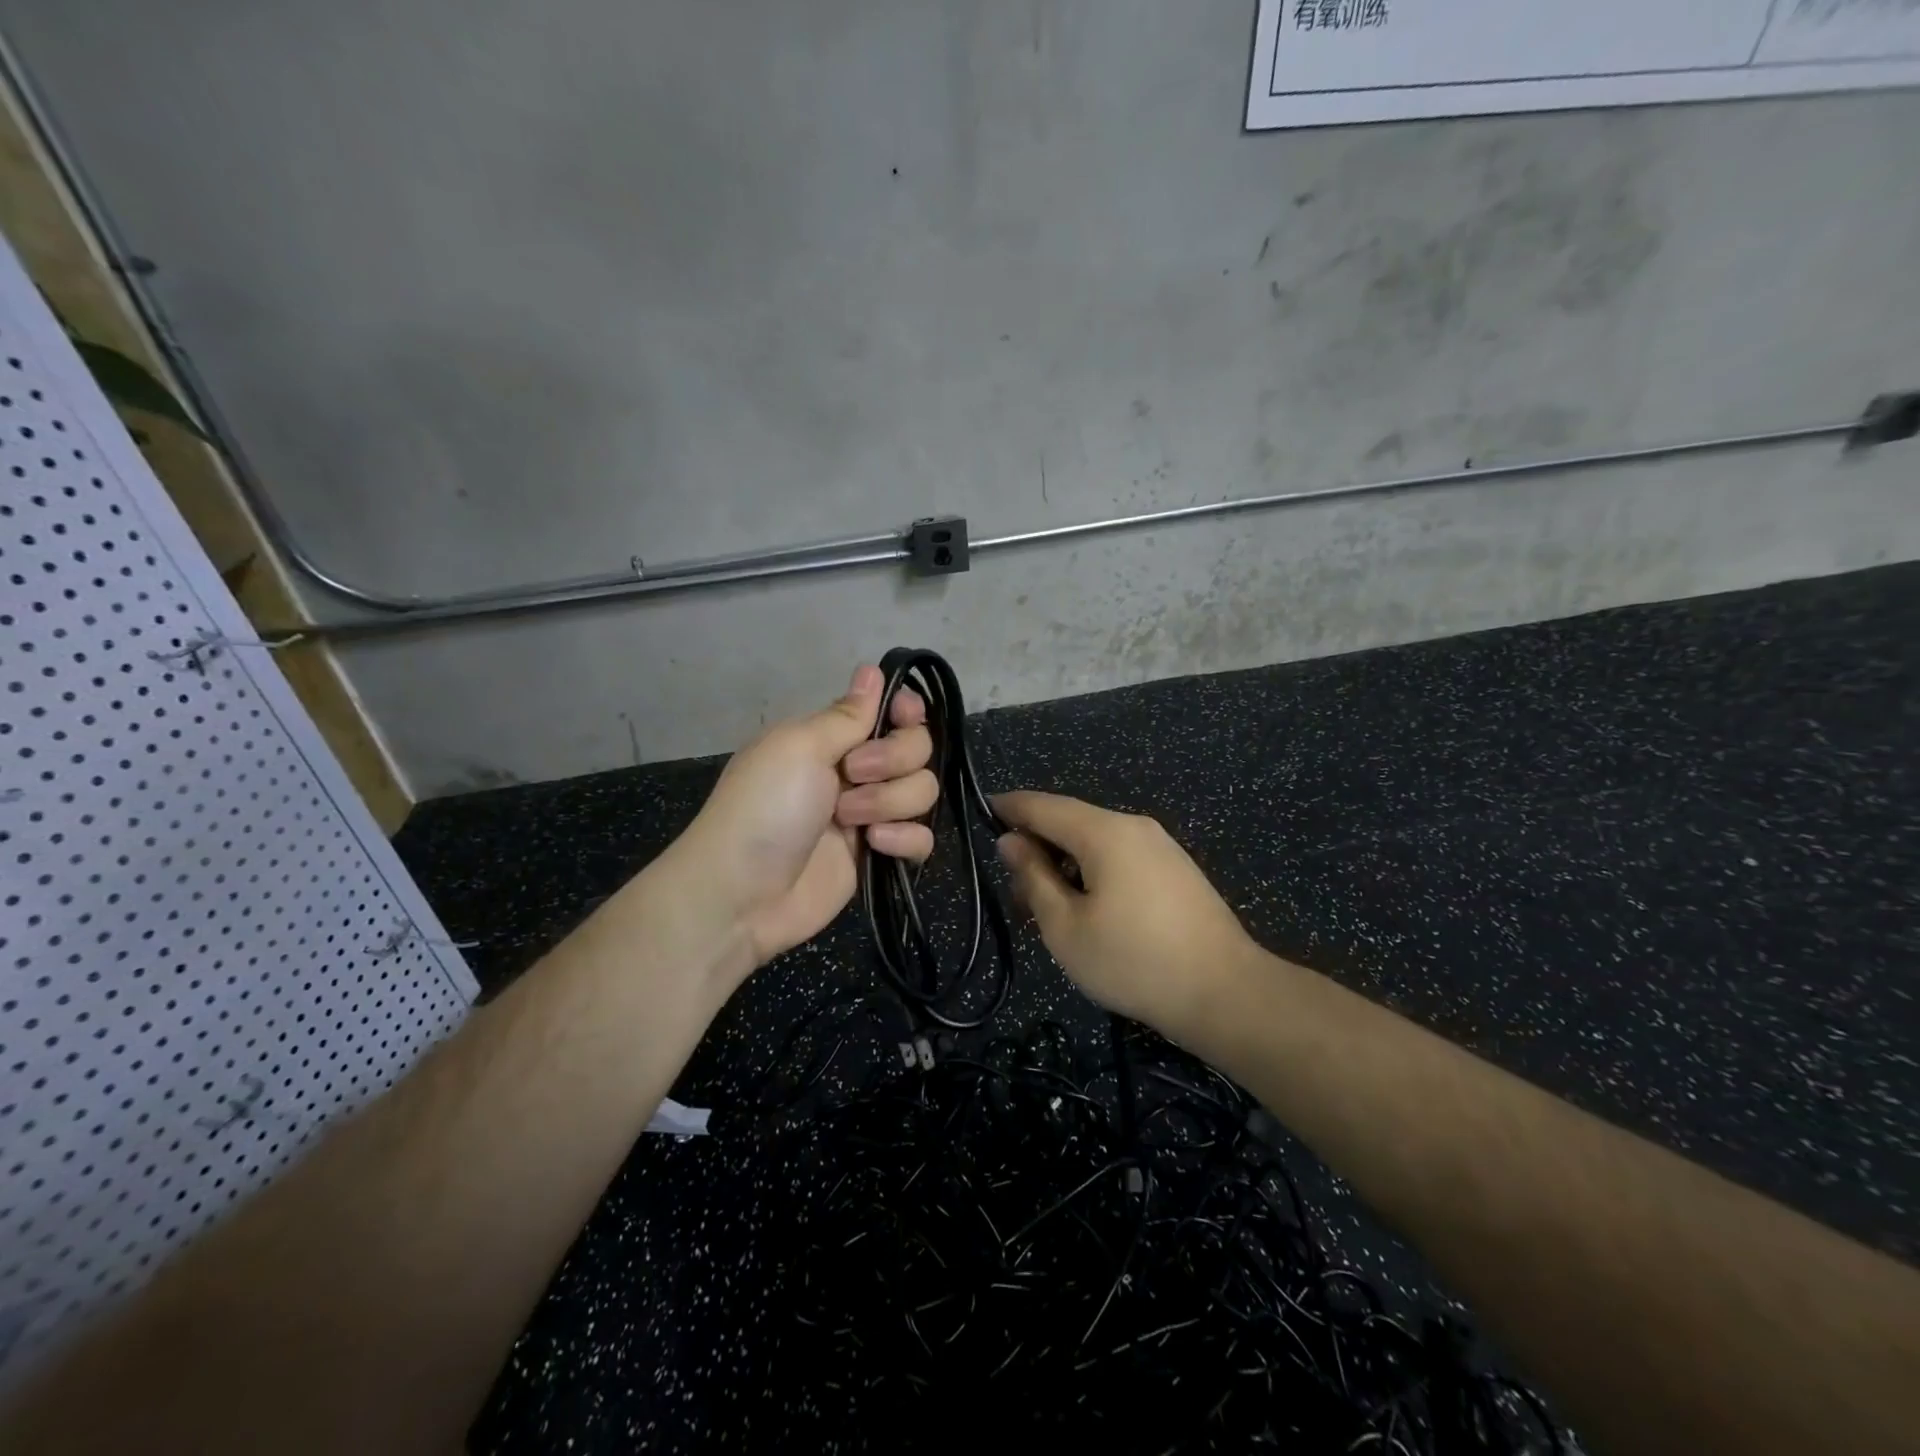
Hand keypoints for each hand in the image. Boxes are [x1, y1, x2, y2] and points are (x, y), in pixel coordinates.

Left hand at [671, 665, 938, 972]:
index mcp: (832, 738)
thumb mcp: (799, 747)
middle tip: (853, 774)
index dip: (906, 711)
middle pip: (917, 748)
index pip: (891, 711)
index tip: (902, 716)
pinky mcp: (880, 855)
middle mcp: (857, 770)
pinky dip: (905, 839)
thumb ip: (847, 714)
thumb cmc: (765, 807)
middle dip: (893, 759)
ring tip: (850, 821)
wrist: (743, 894)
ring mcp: (870, 814)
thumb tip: (872, 669)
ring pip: (922, 791)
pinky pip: (922, 836)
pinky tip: (876, 846)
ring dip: (891, 802)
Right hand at [995, 791, 1255, 1041]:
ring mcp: (1161, 847)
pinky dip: (1093, 872)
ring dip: (1065, 863)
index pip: (1044, 805)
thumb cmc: (1133, 962)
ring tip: (1047, 907)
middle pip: (1071, 822)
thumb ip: (1033, 877)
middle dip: (1037, 845)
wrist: (1226, 994)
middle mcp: (1134, 827)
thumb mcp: (1066, 926)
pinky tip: (1088, 909)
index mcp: (1105, 832)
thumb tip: (1011, 841)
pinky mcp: (1177, 871)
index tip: (982, 812)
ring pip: (1097, 842)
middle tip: (1012, 888)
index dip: (1010, 807)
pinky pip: (1121, 858)